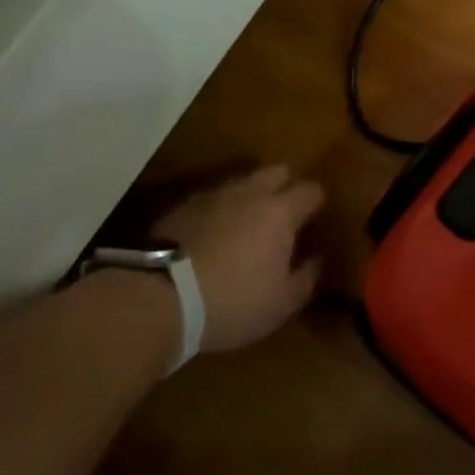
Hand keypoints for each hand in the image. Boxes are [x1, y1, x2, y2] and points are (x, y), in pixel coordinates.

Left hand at [151, 166, 324, 353]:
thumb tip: (315, 258)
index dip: (316, 204)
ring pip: (241, 183)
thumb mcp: (282, 303)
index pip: (311, 190)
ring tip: (245, 227)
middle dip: (285, 187)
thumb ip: (306, 277)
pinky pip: (210, 200)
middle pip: (277, 171)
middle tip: (283, 217)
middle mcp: (249, 193)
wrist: (158, 300)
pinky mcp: (180, 207)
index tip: (313, 223)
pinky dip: (218, 212)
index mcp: (280, 211)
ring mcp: (211, 196)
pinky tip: (212, 236)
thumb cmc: (232, 302)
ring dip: (249, 198)